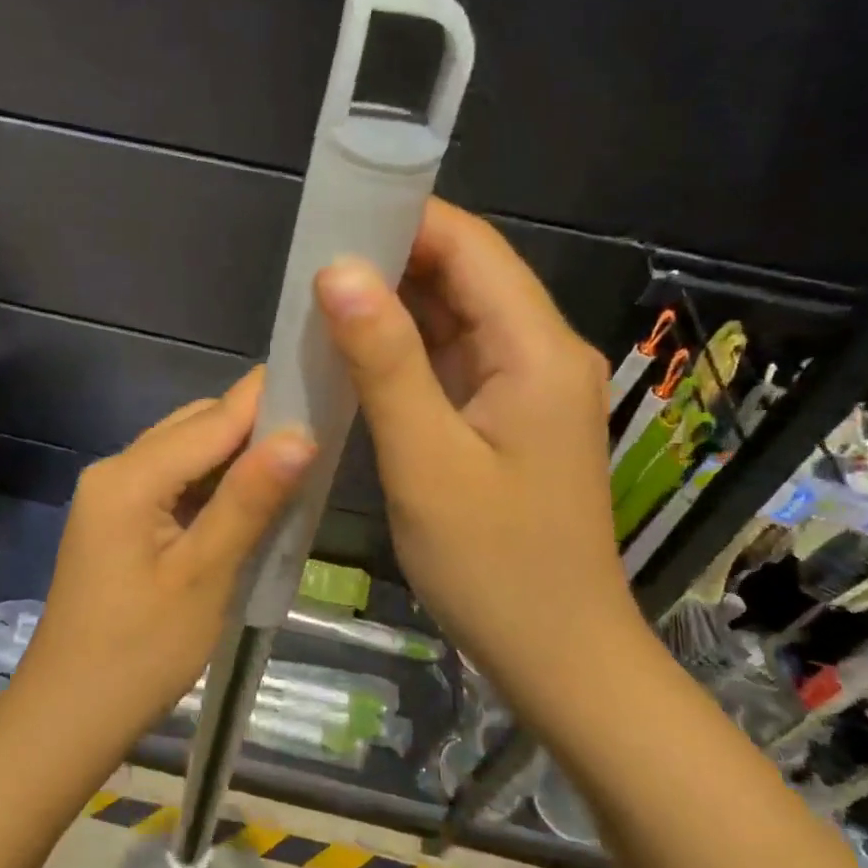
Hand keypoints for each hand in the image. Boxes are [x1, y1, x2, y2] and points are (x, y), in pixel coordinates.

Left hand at [10, 369, 314, 757]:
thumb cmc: (140, 653)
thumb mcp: (204, 575)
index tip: (325, 385)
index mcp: (129, 476)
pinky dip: (214, 487)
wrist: (70, 716)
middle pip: (195, 429)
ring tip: (299, 467)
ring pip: (186, 456)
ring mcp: (113, 498)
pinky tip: (253, 501)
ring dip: (237, 459)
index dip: (269, 400)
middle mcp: (115, 471)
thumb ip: (249, 499)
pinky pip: (174, 485)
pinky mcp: (120, 523)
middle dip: (255, 429)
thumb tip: (302, 432)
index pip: (212, 418)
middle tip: (322, 437)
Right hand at [314, 199, 641, 691]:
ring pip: (456, 321)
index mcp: (537, 350)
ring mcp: (528, 388)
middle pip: (466, 278)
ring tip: (319, 300)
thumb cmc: (493, 563)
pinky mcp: (509, 419)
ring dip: (394, 308)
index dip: (405, 219)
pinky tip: (356, 355)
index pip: (471, 249)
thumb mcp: (426, 460)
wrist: (556, 653)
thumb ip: (385, 362)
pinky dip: (406, 354)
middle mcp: (542, 353)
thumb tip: (336, 272)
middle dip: (392, 261)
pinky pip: (454, 364)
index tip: (332, 214)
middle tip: (310, 261)